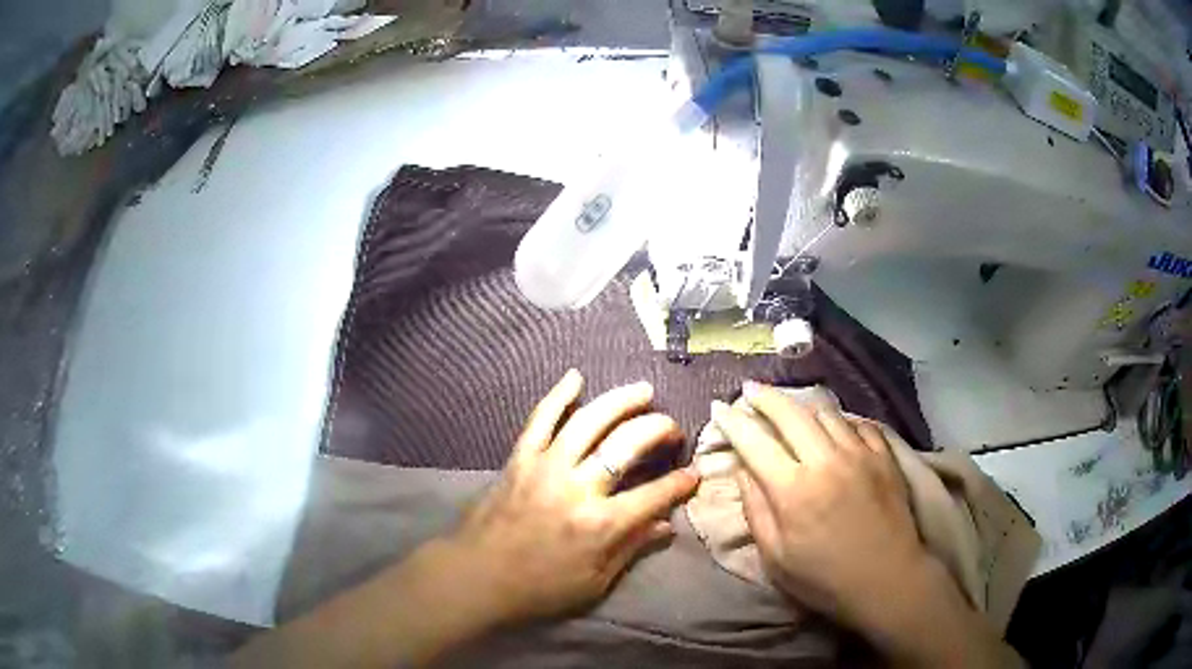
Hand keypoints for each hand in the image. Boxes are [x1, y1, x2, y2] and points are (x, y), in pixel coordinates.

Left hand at [441, 369, 699, 623]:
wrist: (478, 577)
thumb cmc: (540, 589)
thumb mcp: (595, 582)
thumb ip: (632, 548)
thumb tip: (666, 525)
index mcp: (601, 525)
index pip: (655, 494)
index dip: (680, 483)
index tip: (694, 474)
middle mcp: (578, 488)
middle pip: (627, 445)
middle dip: (658, 430)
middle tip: (672, 428)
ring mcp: (546, 468)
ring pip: (589, 422)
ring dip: (621, 401)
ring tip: (644, 391)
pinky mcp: (520, 459)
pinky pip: (540, 419)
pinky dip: (558, 395)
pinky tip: (576, 377)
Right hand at [710, 383, 922, 624]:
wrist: (886, 579)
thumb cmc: (824, 578)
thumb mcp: (776, 557)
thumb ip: (756, 509)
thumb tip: (743, 470)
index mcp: (792, 489)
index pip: (754, 442)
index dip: (732, 421)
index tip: (718, 407)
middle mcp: (826, 460)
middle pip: (791, 413)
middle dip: (765, 397)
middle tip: (750, 390)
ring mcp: (860, 453)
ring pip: (826, 412)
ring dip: (803, 406)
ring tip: (791, 409)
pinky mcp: (884, 455)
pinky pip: (858, 423)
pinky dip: (841, 421)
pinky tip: (835, 428)